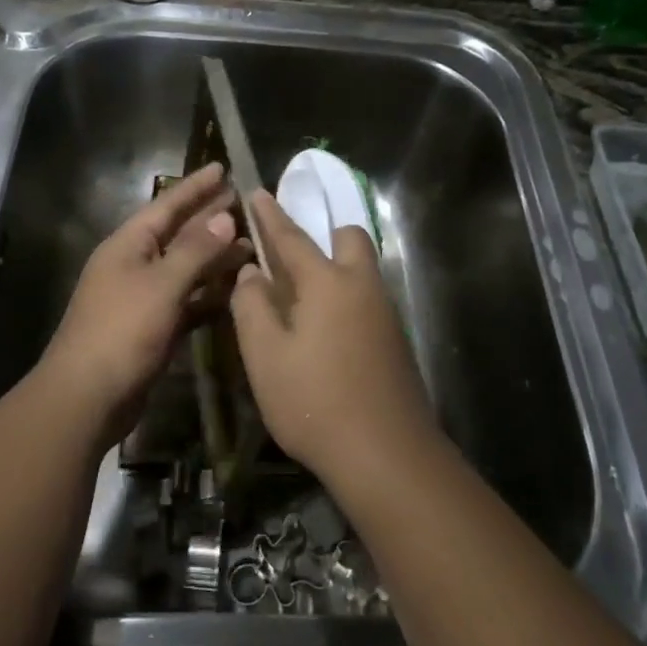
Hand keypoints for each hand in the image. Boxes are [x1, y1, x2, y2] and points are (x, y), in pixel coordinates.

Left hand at [39, 162, 250, 445]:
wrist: (87, 397)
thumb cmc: (121, 332)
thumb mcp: (162, 285)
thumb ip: (196, 251)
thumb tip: (225, 217)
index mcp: (128, 246)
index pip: (167, 206)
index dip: (196, 187)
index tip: (223, 167)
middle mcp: (135, 265)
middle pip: (178, 234)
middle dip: (210, 219)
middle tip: (246, 203)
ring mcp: (143, 298)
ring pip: (186, 269)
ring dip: (215, 258)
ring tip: (252, 244)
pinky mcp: (153, 328)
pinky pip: (186, 301)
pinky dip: (209, 295)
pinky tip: (235, 290)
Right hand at [228, 190, 439, 481]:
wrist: (385, 453)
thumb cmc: (314, 400)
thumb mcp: (265, 356)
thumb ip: (252, 306)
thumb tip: (251, 273)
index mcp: (327, 282)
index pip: (292, 237)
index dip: (271, 216)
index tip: (257, 192)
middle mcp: (362, 286)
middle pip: (349, 240)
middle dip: (323, 235)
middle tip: (291, 259)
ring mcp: (385, 313)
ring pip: (362, 270)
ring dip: (335, 268)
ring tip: (302, 299)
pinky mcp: (395, 340)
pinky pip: (367, 299)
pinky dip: (346, 298)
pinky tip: (326, 332)